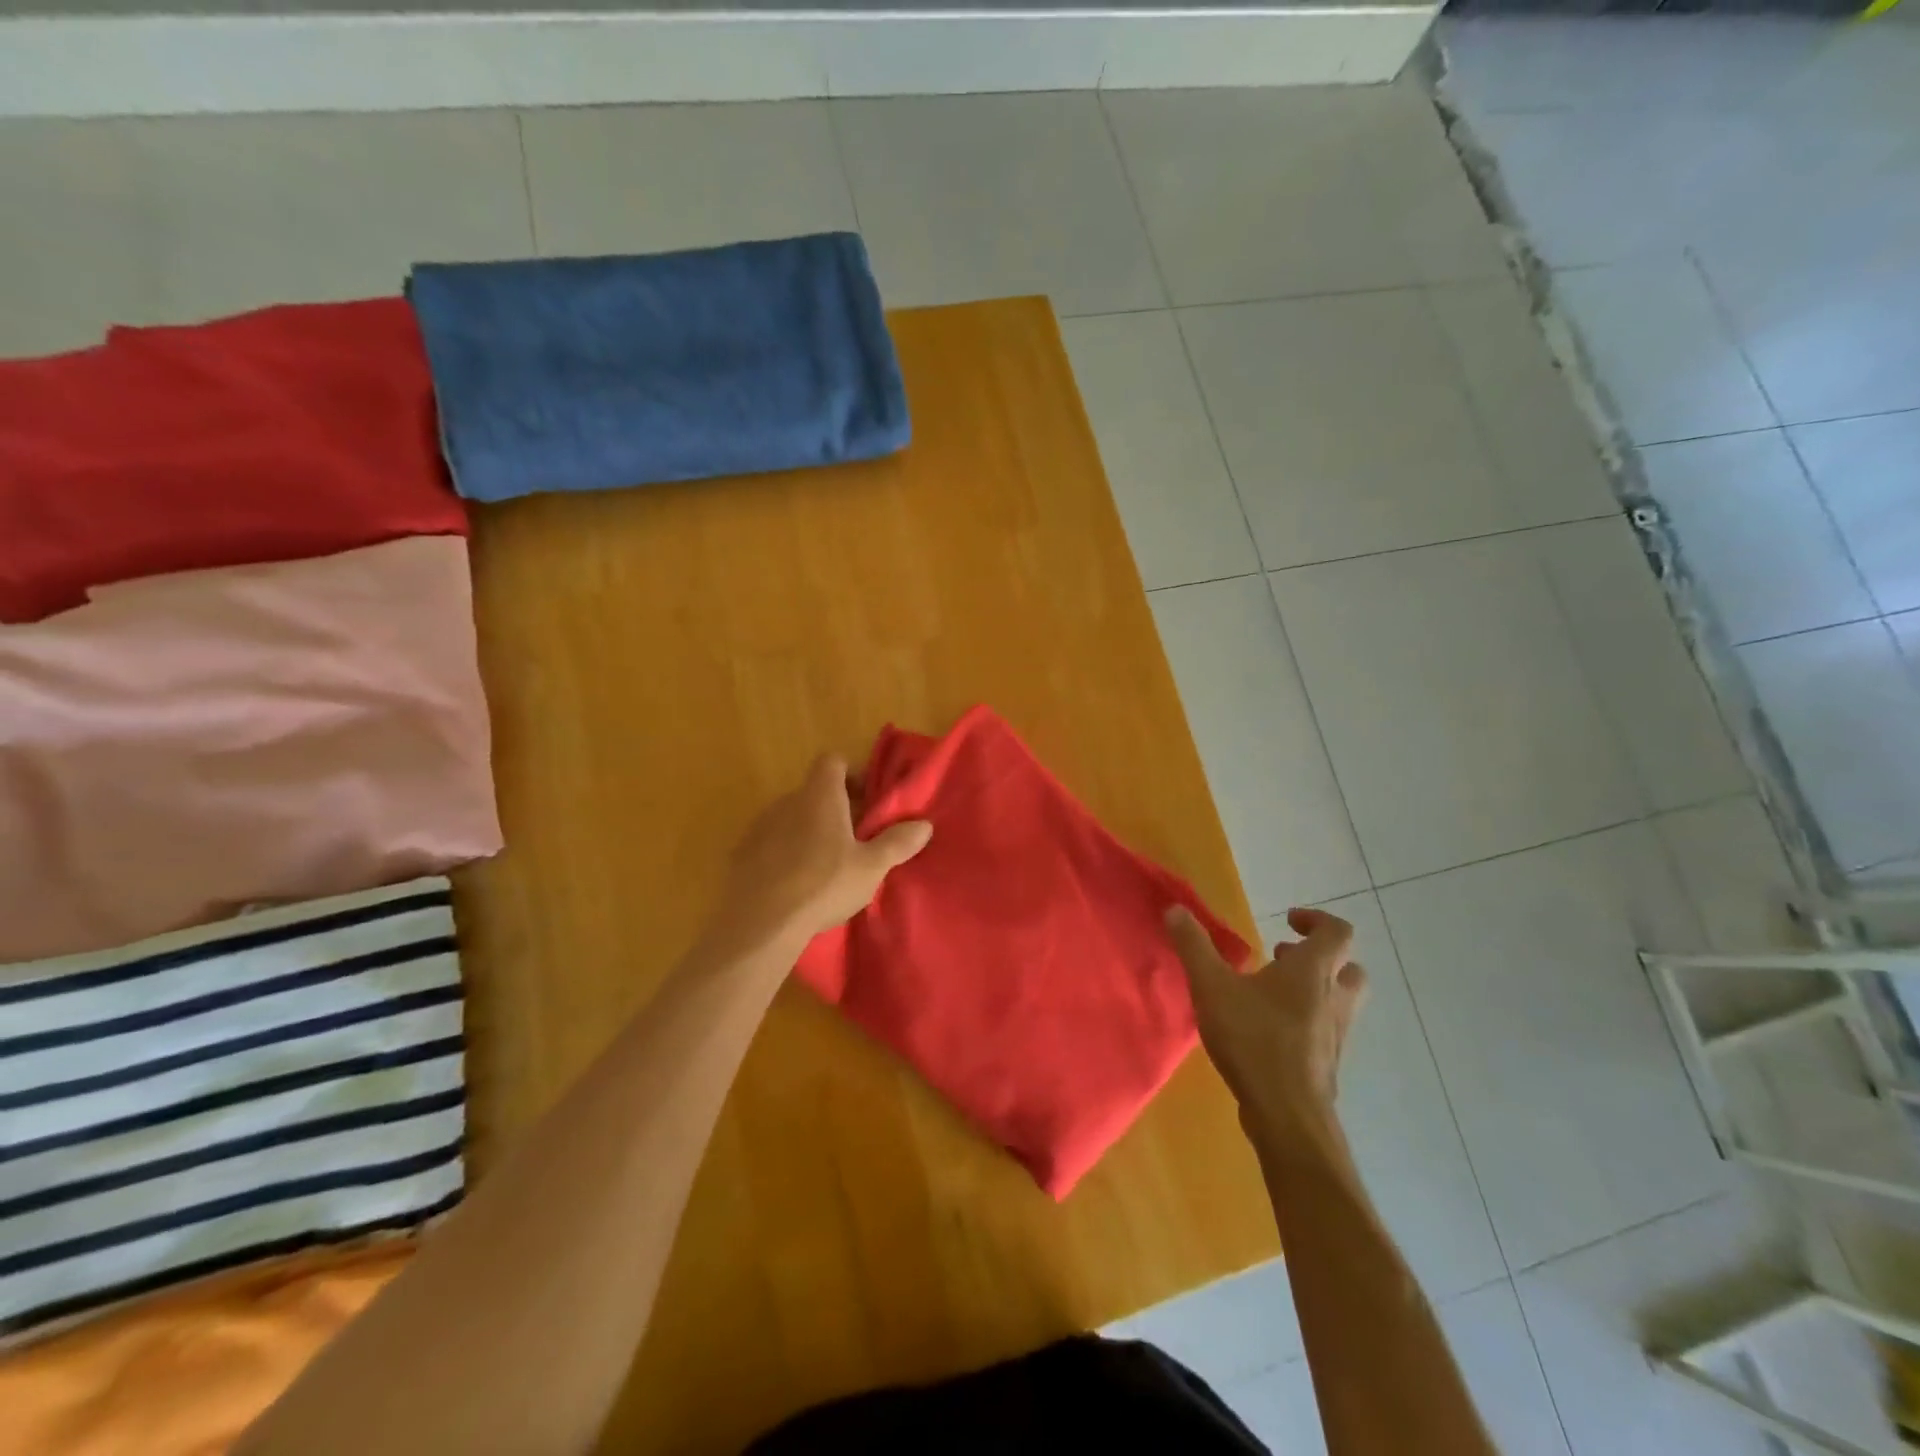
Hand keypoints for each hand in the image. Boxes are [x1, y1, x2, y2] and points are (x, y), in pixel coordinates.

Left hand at [720, 753, 932, 948]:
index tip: (866, 800)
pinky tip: (796, 882)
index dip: (851, 774)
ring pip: (792, 817)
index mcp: (820, 796)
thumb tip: (925, 825)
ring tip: (826, 863)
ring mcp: (760, 826)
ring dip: (810, 830)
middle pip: (814, 791)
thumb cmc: (822, 885)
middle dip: (835, 807)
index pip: (833, 761)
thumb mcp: (871, 867)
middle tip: (856, 837)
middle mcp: (787, 801)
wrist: (759, 923)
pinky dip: (786, 852)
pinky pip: (771, 842)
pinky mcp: (742, 854)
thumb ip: (897, 843)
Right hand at [1165, 905, 1366, 1128]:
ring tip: (1270, 993)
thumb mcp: (1211, 985)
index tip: (1287, 920)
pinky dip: (1305, 1022)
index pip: (1337, 932)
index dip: (1316, 920)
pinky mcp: (1327, 1065)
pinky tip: (1268, 1031)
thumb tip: (1176, 909)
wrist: (1287, 1115)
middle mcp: (1334, 999)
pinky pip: (1325, 1031)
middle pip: (1349, 968)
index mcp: (1313, 972)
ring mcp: (1335, 1036)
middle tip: (1282, 958)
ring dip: (1314, 990)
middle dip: (1320, 958)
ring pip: (1340, 1002)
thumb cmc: (1253, 1039)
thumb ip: (1193, 946)